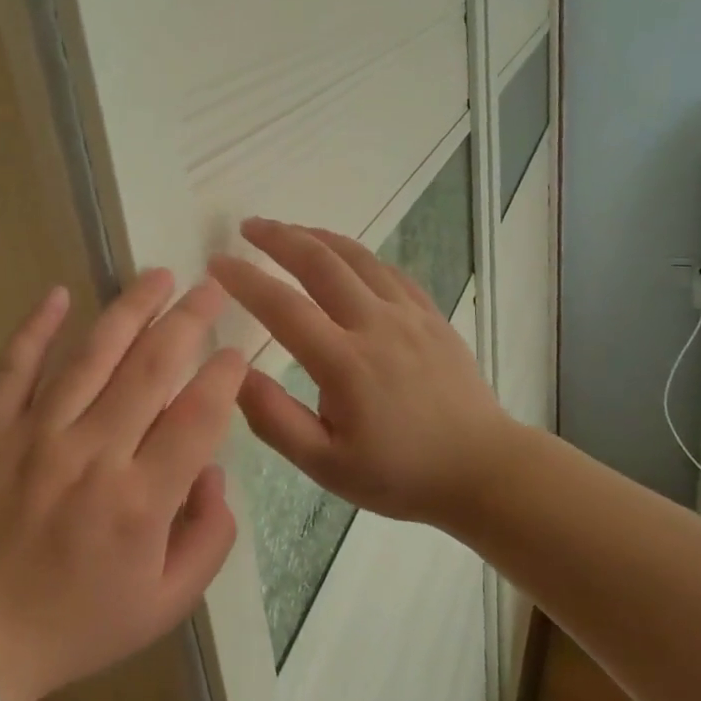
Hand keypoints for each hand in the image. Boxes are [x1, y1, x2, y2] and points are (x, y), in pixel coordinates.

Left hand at [0, 270, 246, 700]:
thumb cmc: (77, 624)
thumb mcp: (166, 604)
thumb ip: (209, 537)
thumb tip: (213, 471)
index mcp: (140, 500)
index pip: (197, 416)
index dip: (225, 375)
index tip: (239, 351)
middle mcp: (92, 454)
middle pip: (151, 368)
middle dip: (189, 320)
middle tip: (212, 288)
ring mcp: (35, 436)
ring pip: (91, 355)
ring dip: (129, 309)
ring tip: (158, 276)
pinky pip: (14, 367)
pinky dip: (36, 328)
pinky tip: (59, 293)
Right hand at [208, 219, 513, 529]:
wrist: (482, 469)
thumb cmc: (399, 474)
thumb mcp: (326, 465)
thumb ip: (275, 420)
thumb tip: (236, 374)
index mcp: (345, 363)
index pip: (283, 307)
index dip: (245, 280)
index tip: (217, 262)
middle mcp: (376, 325)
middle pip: (321, 262)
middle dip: (279, 238)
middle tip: (248, 226)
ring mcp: (409, 315)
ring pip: (358, 257)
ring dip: (317, 237)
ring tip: (289, 230)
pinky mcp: (432, 315)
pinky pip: (389, 271)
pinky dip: (358, 255)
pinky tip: (345, 258)